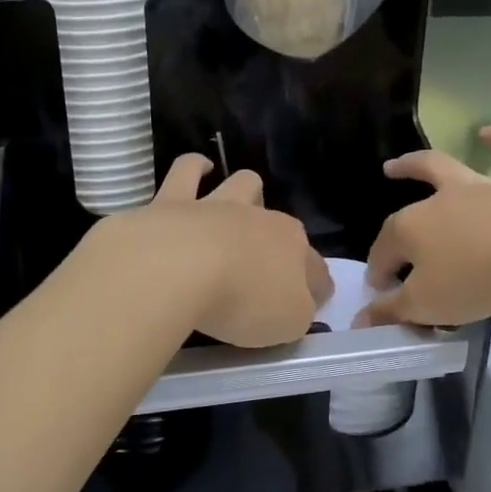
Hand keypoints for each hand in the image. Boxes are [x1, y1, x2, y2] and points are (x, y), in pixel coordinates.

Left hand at [103, 154, 331, 347]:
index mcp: (293, 250)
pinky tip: (199, 169)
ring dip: (247, 191)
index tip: (310, 304)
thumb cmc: (242, 301)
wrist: (180, 269)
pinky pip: (188, 172)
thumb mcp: (287, 323)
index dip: (316, 288)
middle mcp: (261, 220)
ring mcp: (218, 206)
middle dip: (280, 239)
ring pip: (244, 184)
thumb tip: (296, 305)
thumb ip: (296, 313)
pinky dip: (195, 168)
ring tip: (241, 204)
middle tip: (264, 266)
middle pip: (281, 223)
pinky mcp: (174, 201)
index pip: (315, 270)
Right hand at [357, 126, 490, 327]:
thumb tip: (363, 318)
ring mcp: (481, 188)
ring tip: (412, 159)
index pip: (385, 252)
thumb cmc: (479, 278)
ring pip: (446, 166)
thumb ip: (394, 311)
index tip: (381, 291)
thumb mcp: (428, 305)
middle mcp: (439, 201)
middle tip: (384, 182)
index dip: (379, 271)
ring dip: (422, 163)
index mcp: (410, 230)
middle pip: (408, 202)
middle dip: (391, 207)